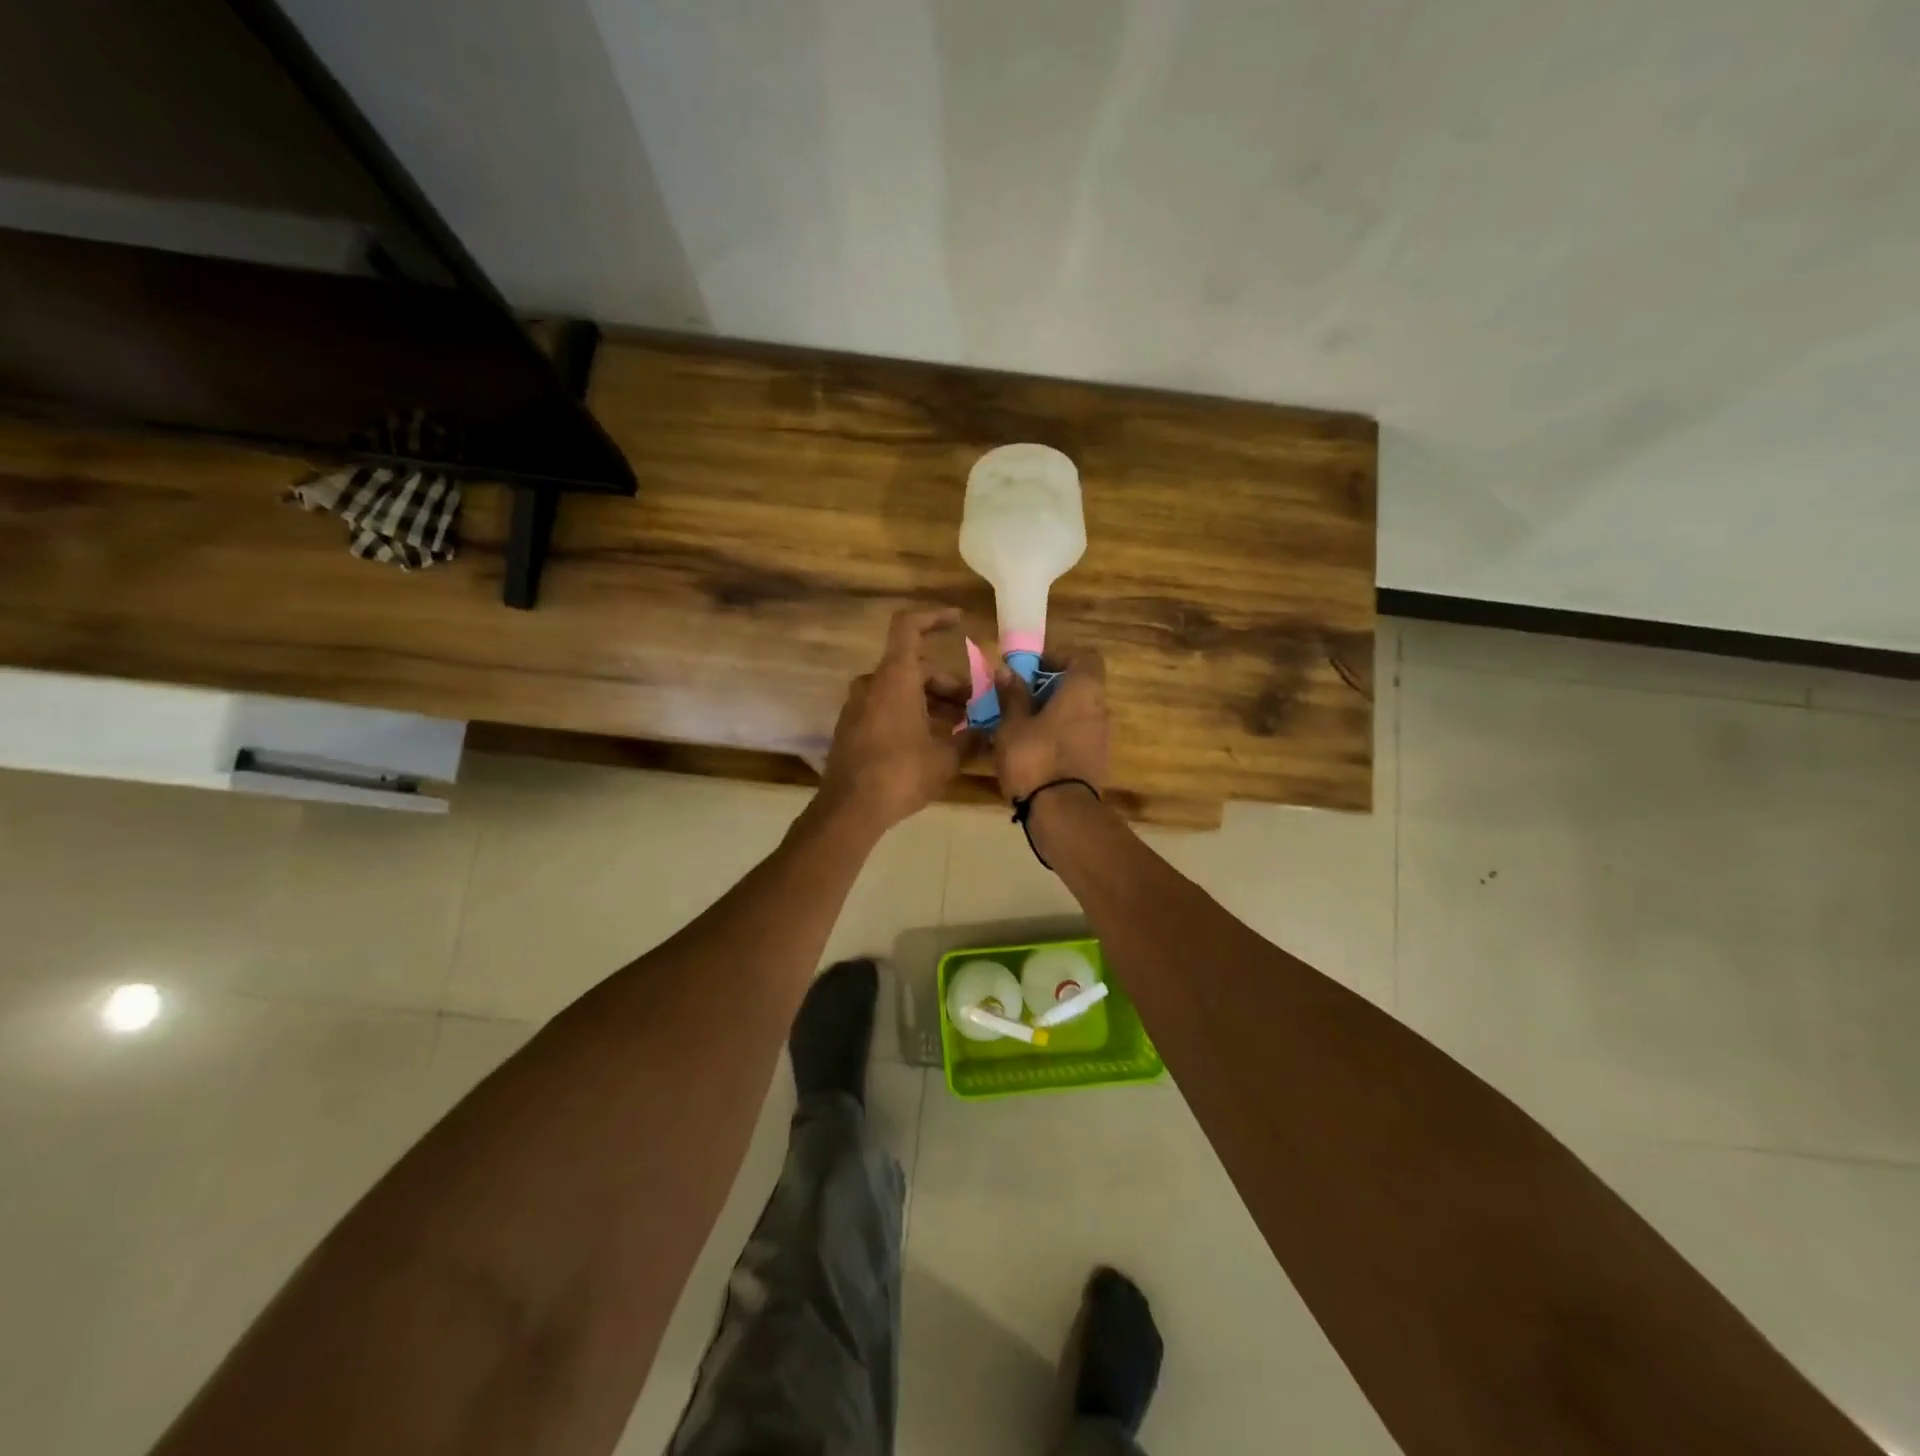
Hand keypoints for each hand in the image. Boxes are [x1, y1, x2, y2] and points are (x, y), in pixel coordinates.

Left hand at [818, 608, 973, 833]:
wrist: (850, 809)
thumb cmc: (902, 773)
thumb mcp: (946, 757)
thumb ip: (971, 738)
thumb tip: (990, 732)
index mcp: (895, 678)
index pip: (909, 627)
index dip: (934, 617)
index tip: (958, 620)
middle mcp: (872, 684)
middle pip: (913, 668)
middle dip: (947, 684)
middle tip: (974, 708)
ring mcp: (857, 706)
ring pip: (900, 690)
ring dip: (930, 702)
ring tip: (959, 728)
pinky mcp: (851, 728)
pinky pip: (885, 708)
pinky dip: (910, 714)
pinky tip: (931, 742)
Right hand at [992, 649, 1110, 802]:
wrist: (1061, 813)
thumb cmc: (1034, 758)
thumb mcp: (1012, 724)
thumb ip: (1012, 695)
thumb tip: (1007, 670)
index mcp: (1083, 690)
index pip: (1084, 657)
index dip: (1059, 656)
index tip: (1031, 668)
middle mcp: (1100, 708)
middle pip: (1080, 685)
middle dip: (1050, 687)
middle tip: (1018, 697)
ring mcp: (1101, 737)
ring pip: (1077, 712)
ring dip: (1052, 713)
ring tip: (1020, 725)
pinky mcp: (1096, 762)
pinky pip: (1077, 736)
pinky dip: (1058, 735)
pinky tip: (1031, 749)